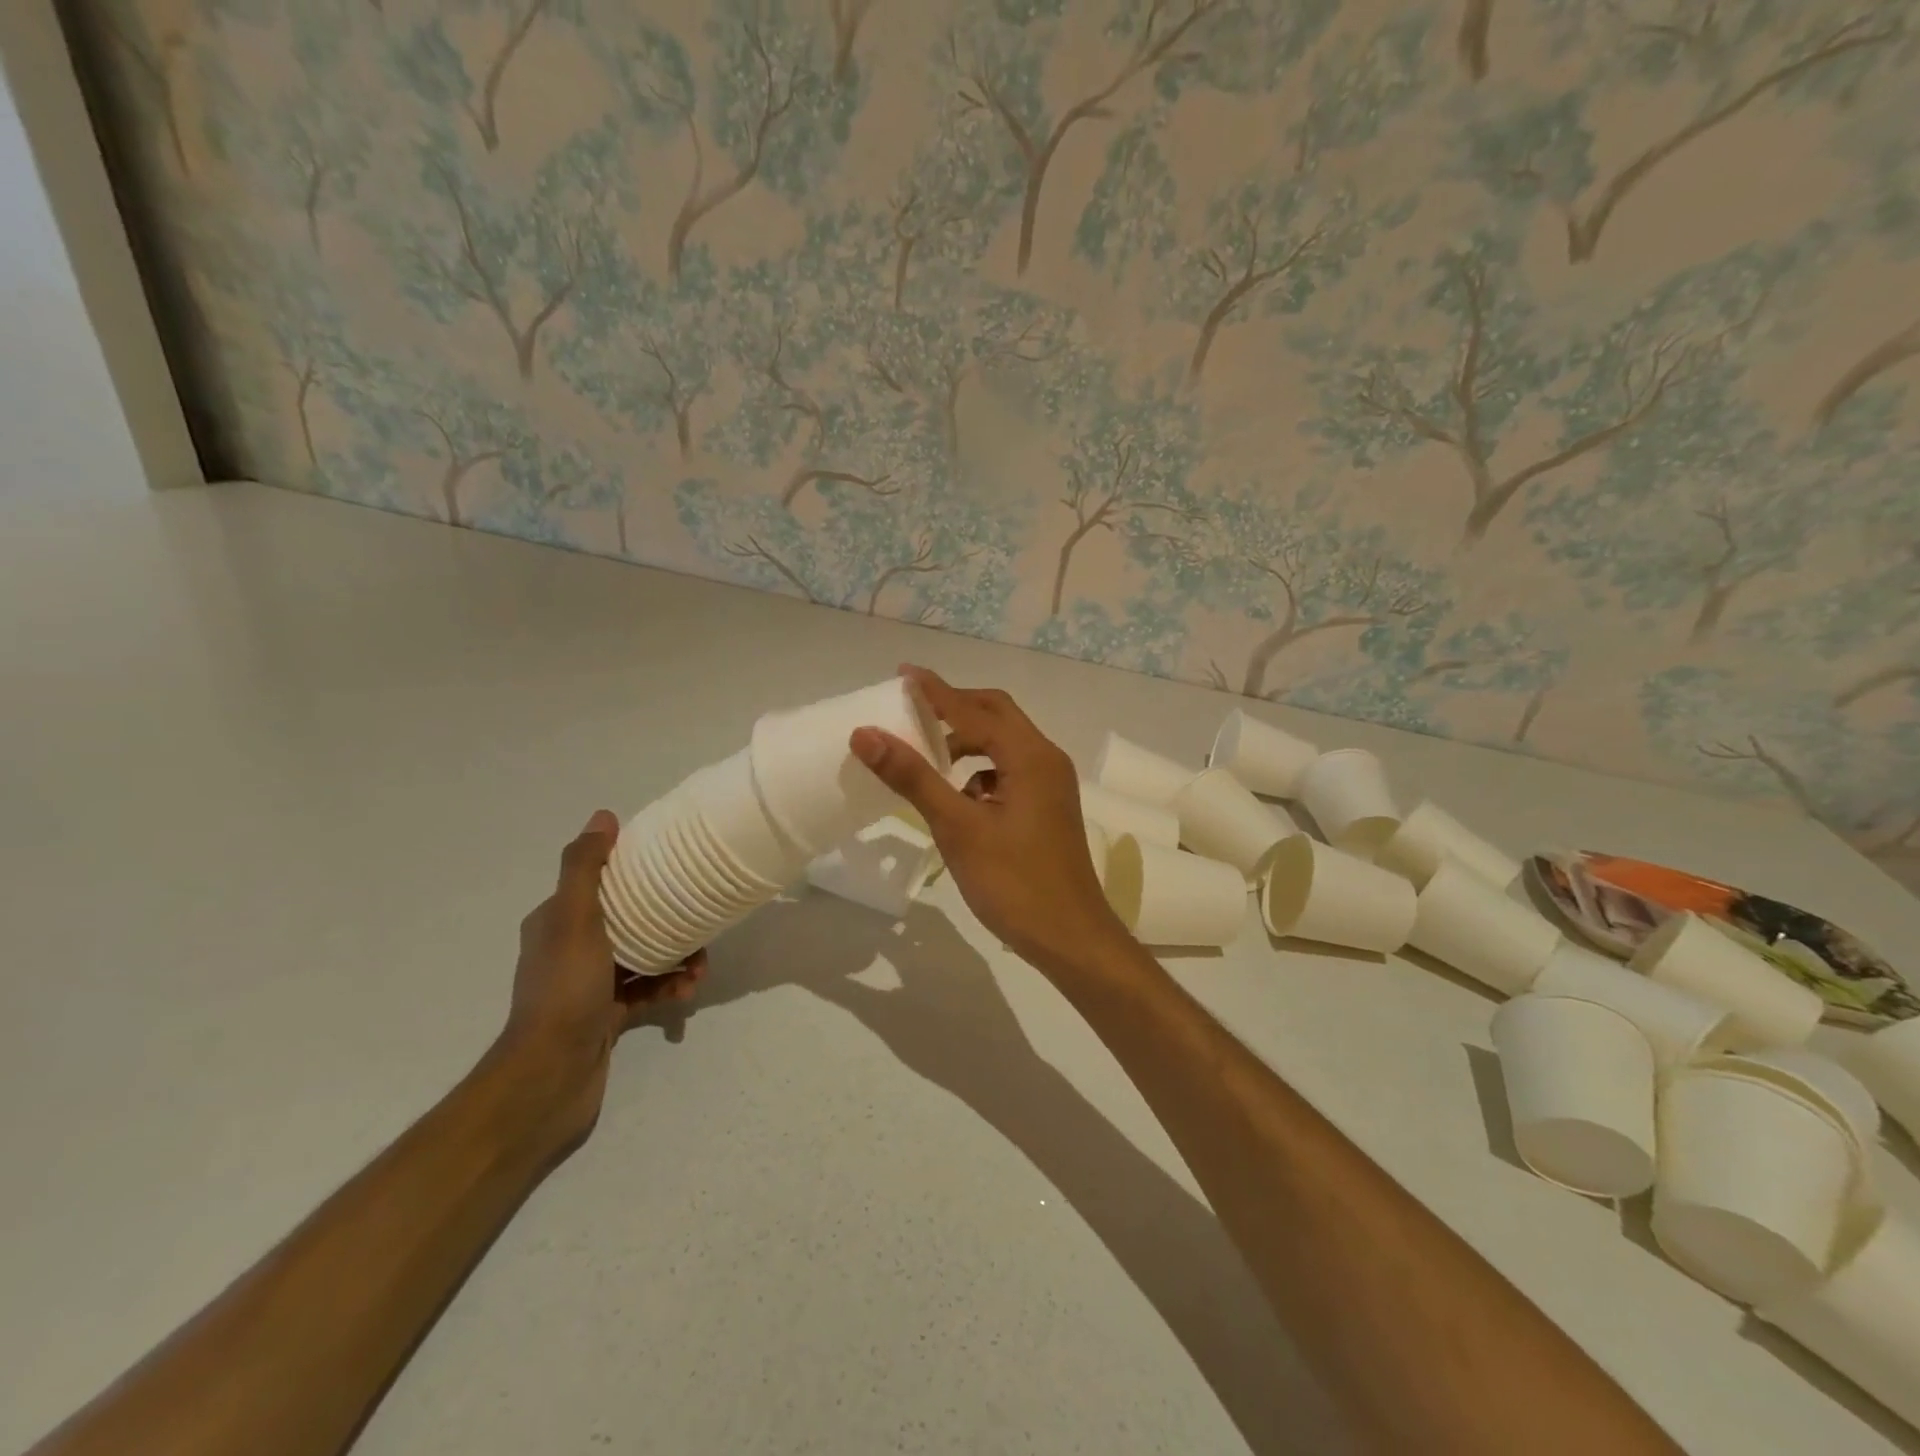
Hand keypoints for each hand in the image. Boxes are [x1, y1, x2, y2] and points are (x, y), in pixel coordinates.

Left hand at [497, 810, 705, 1142]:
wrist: (550, 1076)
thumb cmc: (564, 990)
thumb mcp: (574, 920)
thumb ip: (585, 868)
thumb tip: (603, 817)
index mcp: (556, 921)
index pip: (600, 883)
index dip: (635, 873)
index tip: (672, 871)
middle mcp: (570, 949)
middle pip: (629, 920)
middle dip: (667, 920)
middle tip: (698, 924)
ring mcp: (589, 985)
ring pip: (644, 956)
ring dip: (676, 958)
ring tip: (700, 967)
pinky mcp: (605, 1016)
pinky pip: (646, 991)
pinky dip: (668, 988)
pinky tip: (686, 992)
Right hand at [850, 667, 1133, 978]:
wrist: (1071, 938)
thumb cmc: (1014, 882)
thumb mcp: (958, 828)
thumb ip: (913, 777)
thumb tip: (866, 734)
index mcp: (1029, 756)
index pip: (973, 709)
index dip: (935, 691)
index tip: (901, 674)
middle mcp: (1046, 759)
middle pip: (996, 715)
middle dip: (955, 708)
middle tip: (913, 710)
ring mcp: (1051, 785)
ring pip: (1004, 744)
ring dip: (968, 741)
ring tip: (927, 754)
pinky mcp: (1048, 807)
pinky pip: (1010, 771)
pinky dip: (981, 771)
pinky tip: (958, 797)